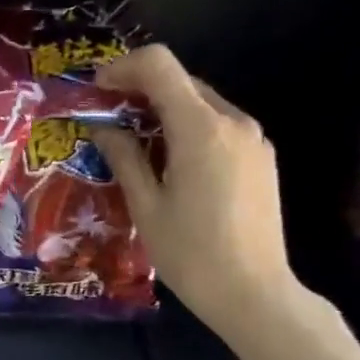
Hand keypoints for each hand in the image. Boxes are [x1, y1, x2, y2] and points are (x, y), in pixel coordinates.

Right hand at [92, 44, 301, 337]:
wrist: (253, 292)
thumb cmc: (190, 254)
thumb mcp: (146, 206)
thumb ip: (124, 157)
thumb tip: (103, 128)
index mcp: (200, 129)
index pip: (160, 66)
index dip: (123, 68)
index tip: (97, 89)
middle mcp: (233, 121)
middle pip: (181, 82)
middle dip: (141, 92)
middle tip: (108, 120)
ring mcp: (254, 139)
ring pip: (202, 105)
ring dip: (165, 112)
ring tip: (136, 146)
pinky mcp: (262, 158)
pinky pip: (220, 128)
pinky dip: (189, 131)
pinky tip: (171, 165)